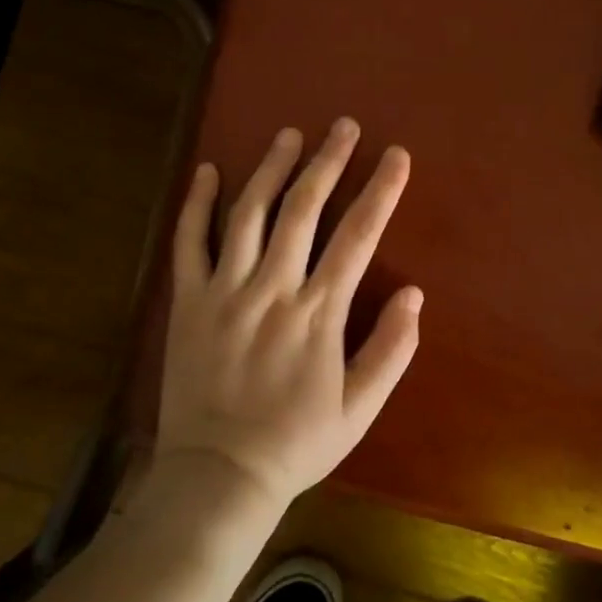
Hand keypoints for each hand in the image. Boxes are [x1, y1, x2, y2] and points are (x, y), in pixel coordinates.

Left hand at [158, 118, 421, 509]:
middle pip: (303, 210)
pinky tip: (208, 170)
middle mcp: (271, 289)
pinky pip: (189, 242)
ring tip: (290, 135)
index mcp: (317, 314)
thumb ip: (391, 350)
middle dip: (328, 162)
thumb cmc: (295, 444)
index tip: (397, 156)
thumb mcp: (359, 410)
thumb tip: (415, 294)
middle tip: (343, 126)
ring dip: (271, 169)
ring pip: (248, 214)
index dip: (381, 191)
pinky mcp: (187, 300)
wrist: (217, 476)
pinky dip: (196, 204)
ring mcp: (224, 290)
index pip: (357, 237)